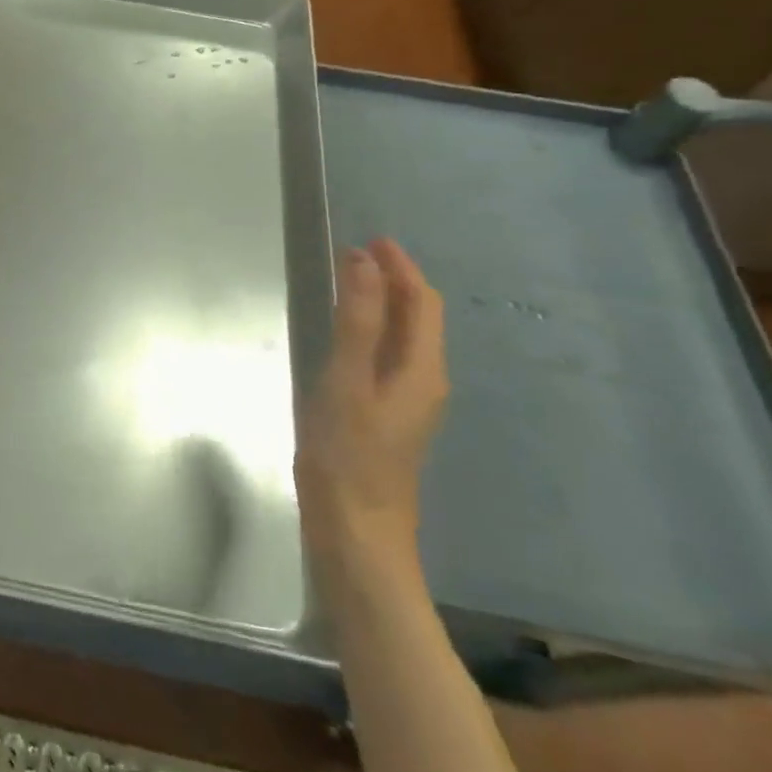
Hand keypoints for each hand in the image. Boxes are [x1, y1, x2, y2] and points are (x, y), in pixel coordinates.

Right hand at [296, 239, 448, 562]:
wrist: (357, 533)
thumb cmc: (349, 455)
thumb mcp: (347, 381)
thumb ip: (358, 321)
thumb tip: (364, 262)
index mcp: (422, 370)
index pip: (422, 304)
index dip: (402, 268)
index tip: (373, 239)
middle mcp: (425, 382)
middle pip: (420, 320)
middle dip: (397, 282)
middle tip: (360, 255)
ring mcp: (409, 404)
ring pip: (407, 340)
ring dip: (387, 305)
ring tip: (354, 284)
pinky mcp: (389, 419)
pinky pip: (391, 358)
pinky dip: (376, 332)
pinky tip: (350, 337)